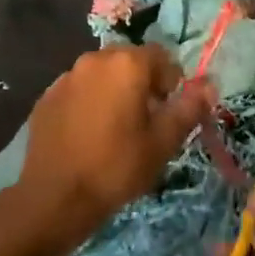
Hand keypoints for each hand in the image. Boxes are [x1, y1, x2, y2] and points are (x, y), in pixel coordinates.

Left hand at [20, 45, 206, 236]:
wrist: (54, 198)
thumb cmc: (117, 167)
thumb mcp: (163, 141)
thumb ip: (189, 107)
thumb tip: (209, 85)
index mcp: (127, 64)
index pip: (162, 56)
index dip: (171, 82)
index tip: (167, 112)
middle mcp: (95, 59)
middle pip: (130, 61)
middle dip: (142, 83)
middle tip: (145, 121)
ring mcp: (66, 77)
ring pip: (102, 75)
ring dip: (114, 91)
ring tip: (114, 129)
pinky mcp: (46, 97)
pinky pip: (78, 90)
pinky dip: (88, 103)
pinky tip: (87, 135)